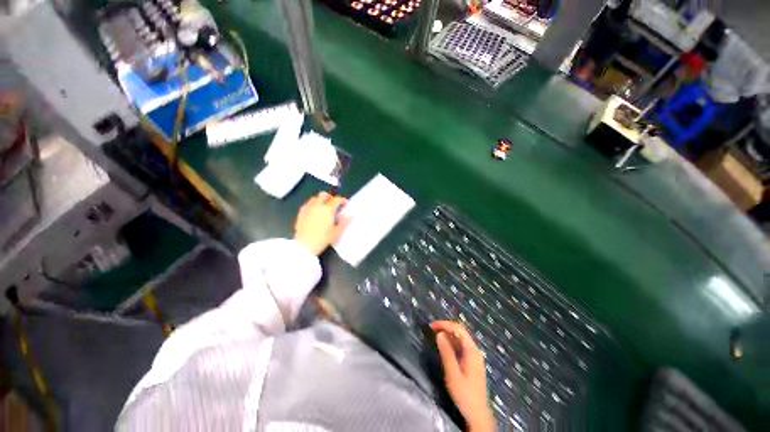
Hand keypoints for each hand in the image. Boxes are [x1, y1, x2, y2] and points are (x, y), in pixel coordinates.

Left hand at [294, 192, 349, 255]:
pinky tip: (315, 211)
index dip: (342, 200)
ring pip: (315, 198)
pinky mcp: (301, 212)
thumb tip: (351, 215)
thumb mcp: (336, 232)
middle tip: (334, 204)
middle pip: (324, 194)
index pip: (336, 199)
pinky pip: (308, 203)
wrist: (304, 245)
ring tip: (324, 207)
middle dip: (330, 197)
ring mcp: (308, 208)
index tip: (345, 204)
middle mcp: (317, 205)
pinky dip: (313, 204)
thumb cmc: (322, 239)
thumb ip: (344, 222)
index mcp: (328, 209)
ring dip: (321, 200)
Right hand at [431, 321, 494, 431]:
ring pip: (460, 338)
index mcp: (472, 351)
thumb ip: (446, 352)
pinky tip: (443, 345)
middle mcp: (474, 350)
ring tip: (435, 334)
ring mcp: (474, 356)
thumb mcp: (452, 373)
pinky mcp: (471, 362)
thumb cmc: (464, 394)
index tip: (432, 325)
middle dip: (446, 327)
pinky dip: (451, 342)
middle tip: (432, 328)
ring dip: (448, 334)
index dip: (445, 324)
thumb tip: (439, 334)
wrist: (477, 414)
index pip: (458, 329)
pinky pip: (461, 346)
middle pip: (460, 331)